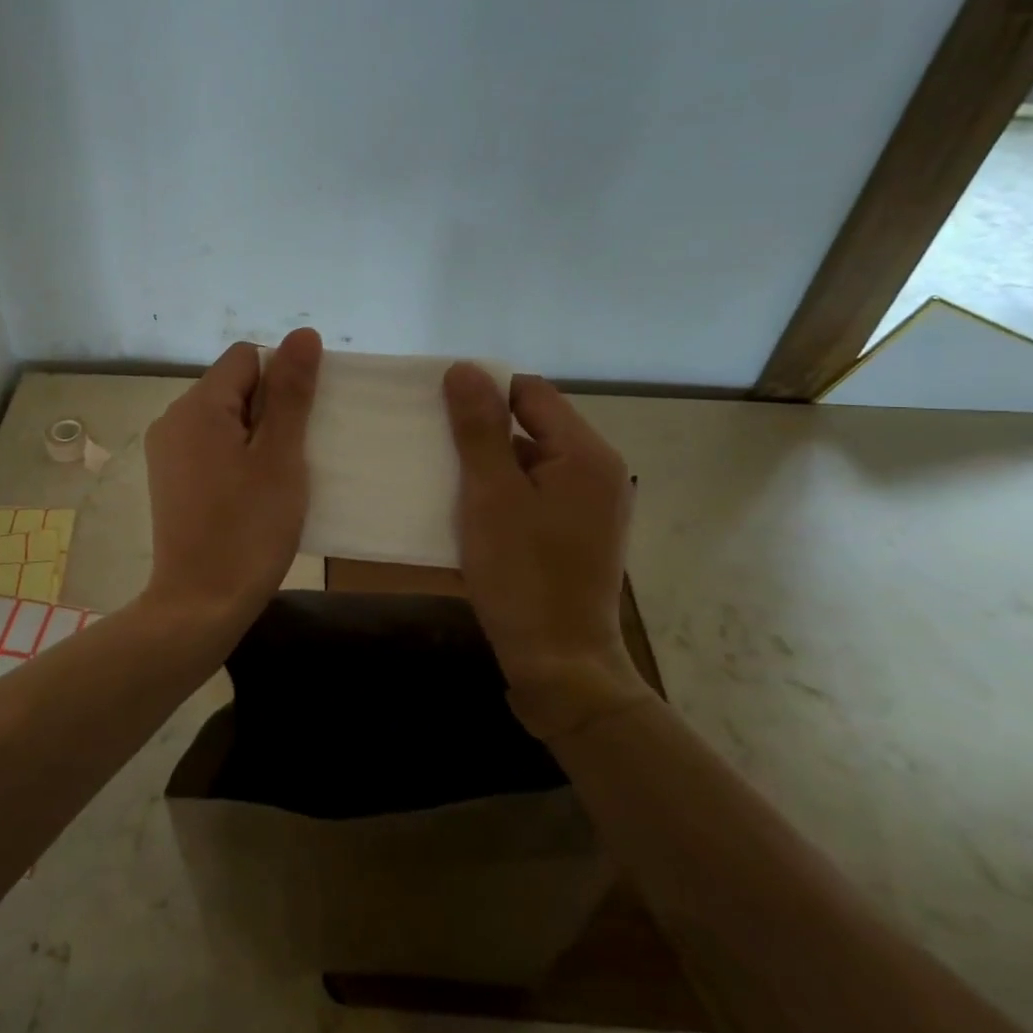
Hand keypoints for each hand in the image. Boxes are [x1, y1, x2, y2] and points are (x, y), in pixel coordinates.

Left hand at [143, 329, 320, 636]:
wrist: (200, 603)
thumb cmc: (249, 529)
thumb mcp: (281, 457)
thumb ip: (291, 392)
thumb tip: (303, 334)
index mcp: (199, 405)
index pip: (248, 358)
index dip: (281, 380)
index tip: (298, 425)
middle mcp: (173, 417)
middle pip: (233, 385)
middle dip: (269, 409)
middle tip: (290, 458)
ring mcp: (167, 449)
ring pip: (223, 417)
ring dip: (254, 435)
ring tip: (273, 478)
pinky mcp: (169, 477)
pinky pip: (209, 444)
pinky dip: (234, 455)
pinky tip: (249, 493)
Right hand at [442, 364, 652, 738]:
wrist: (561, 664)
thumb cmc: (523, 575)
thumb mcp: (491, 495)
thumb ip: (479, 429)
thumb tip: (464, 368)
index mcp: (585, 454)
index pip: (531, 393)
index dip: (484, 391)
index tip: (438, 407)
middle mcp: (598, 471)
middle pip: (534, 424)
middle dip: (483, 428)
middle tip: (434, 441)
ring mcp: (592, 505)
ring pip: (532, 460)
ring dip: (490, 462)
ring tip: (443, 473)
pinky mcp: (579, 533)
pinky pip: (537, 492)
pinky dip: (504, 491)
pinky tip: (470, 508)